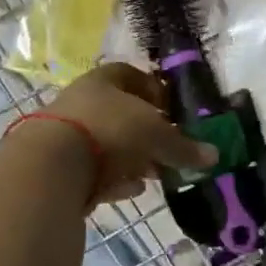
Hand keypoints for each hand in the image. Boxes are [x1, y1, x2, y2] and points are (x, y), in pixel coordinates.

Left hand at [35, 63, 216, 205]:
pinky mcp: (58, 166)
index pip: (131, 75)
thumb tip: (214, 155)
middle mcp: (81, 101)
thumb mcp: (157, 137)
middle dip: (147, 132)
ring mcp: (66, 134)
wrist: (51, 167)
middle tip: (168, 149)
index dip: (154, 90)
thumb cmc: (110, 132)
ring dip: (131, 158)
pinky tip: (131, 190)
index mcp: (103, 81)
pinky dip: (114, 178)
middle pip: (120, 113)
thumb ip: (184, 147)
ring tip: (154, 173)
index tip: (172, 110)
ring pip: (107, 143)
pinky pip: (94, 170)